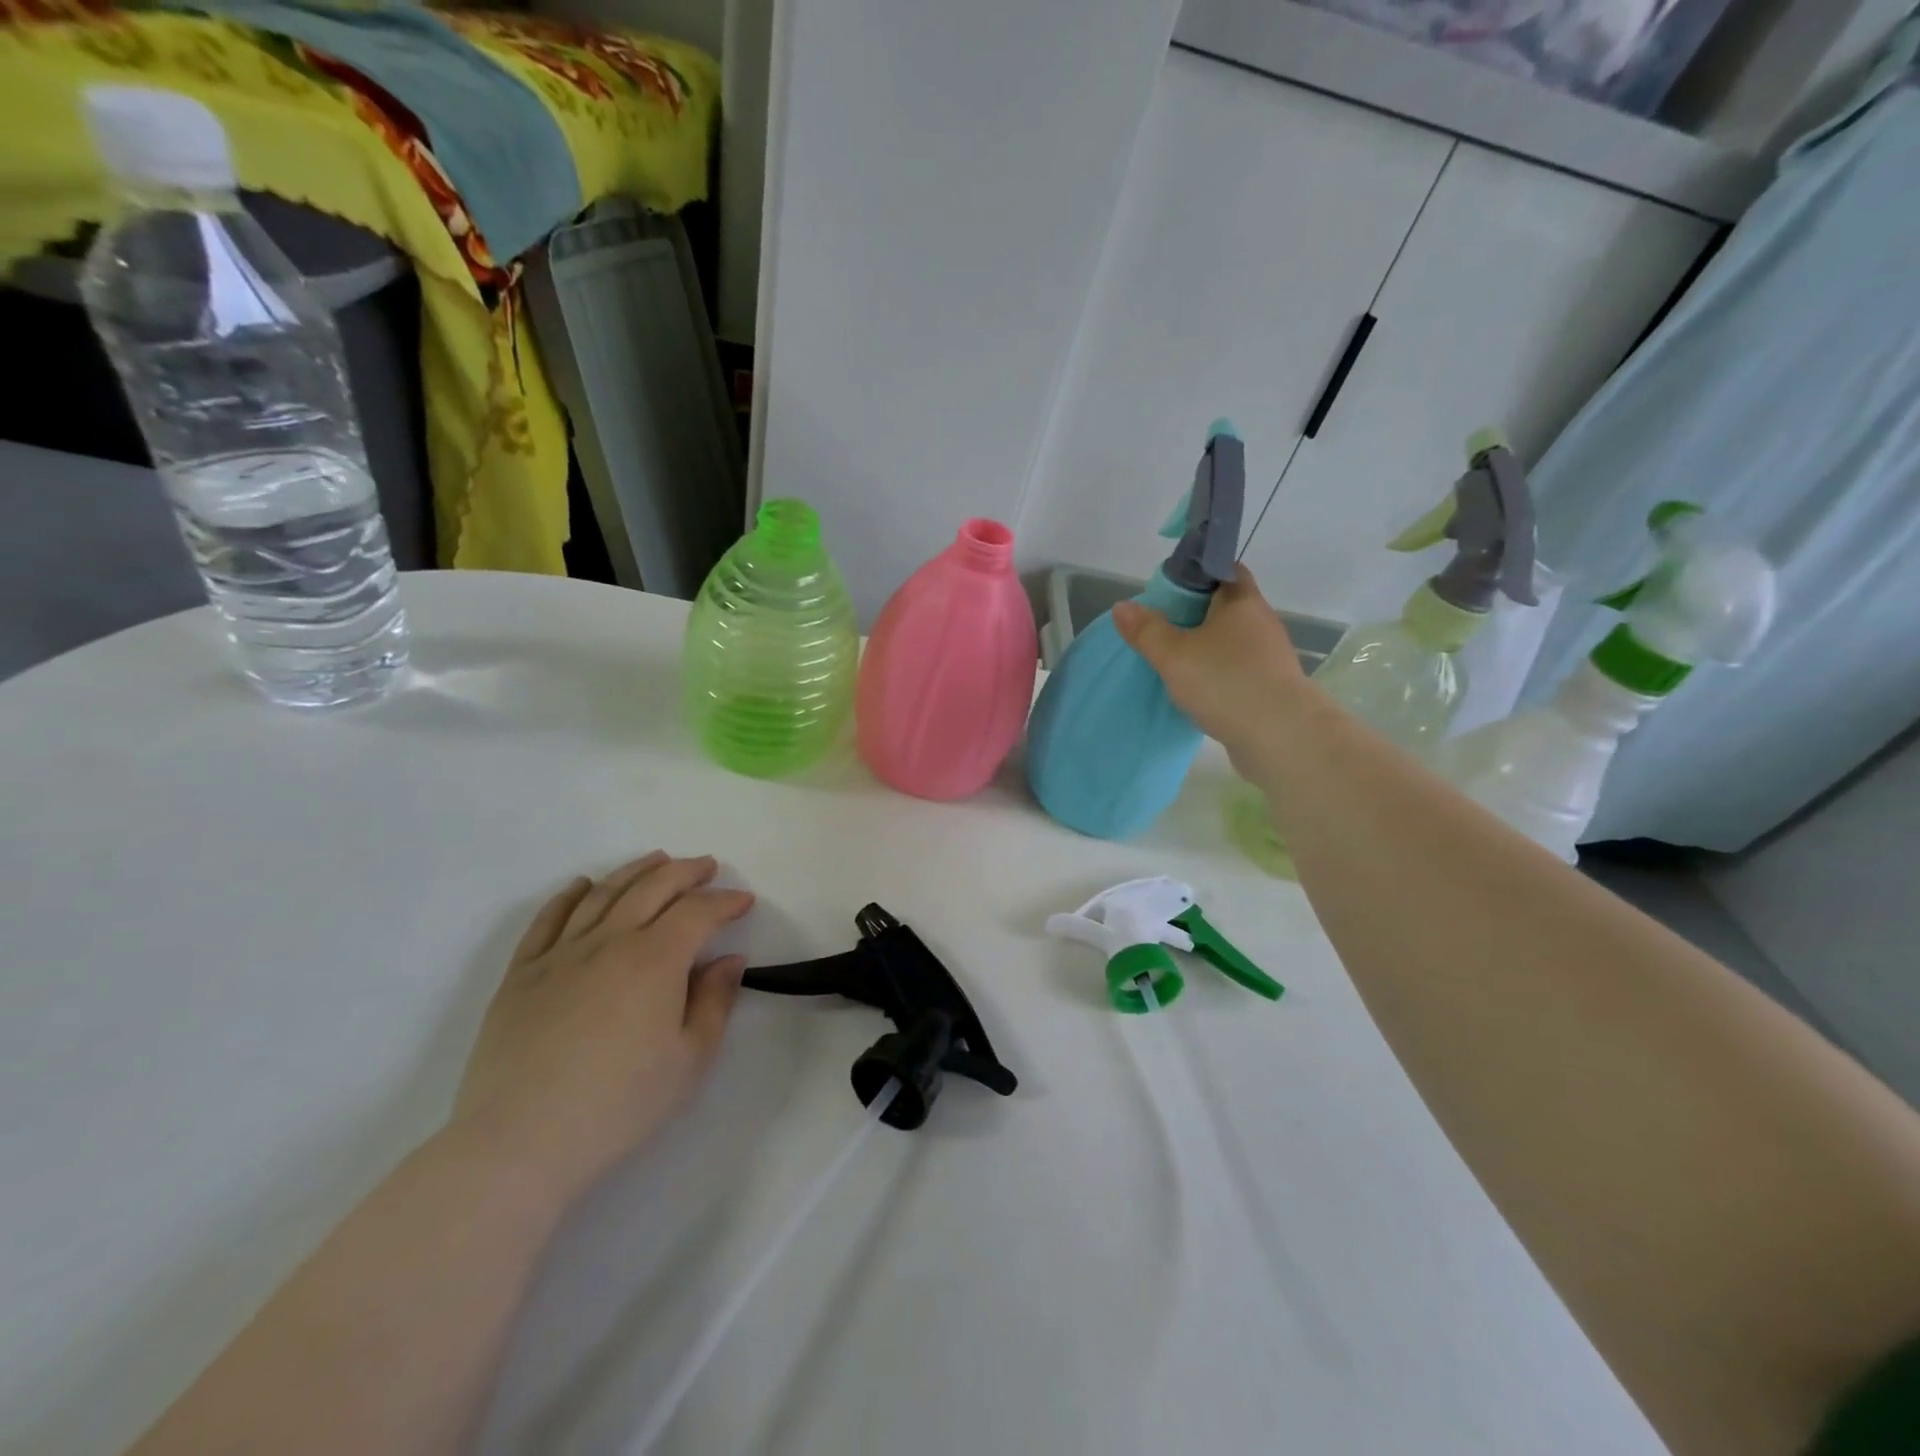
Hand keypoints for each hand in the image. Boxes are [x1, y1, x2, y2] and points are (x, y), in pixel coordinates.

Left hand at [449, 853, 753, 1205]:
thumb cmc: (619, 1104)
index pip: (698, 912)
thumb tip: (728, 959)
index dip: (725, 901)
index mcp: (656, 959)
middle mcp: (610, 941)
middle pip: (653, 888)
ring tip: (657, 860)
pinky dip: (569, 895)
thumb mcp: (690, 1059)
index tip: (744, 901)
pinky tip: (582, 885)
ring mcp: (560, 953)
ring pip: (603, 893)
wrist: (519, 1143)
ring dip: (636, 870)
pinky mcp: (521, 974)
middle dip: (686, 872)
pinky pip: (548, 919)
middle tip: (707, 866)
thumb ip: (715, 1001)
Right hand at [1112, 565, 1318, 779]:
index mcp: (1242, 602)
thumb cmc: (1225, 682)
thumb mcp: (1174, 655)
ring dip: (1206, 648)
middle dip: (1195, 614)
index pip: (1224, 569)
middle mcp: (1261, 623)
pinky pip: (1237, 671)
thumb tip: (1122, 606)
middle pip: (1225, 607)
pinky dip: (1217, 674)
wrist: (1281, 737)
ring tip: (1173, 661)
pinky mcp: (1270, 688)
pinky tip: (1196, 690)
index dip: (1197, 573)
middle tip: (1160, 626)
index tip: (1169, 589)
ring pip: (1231, 641)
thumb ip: (1147, 631)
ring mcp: (1269, 657)